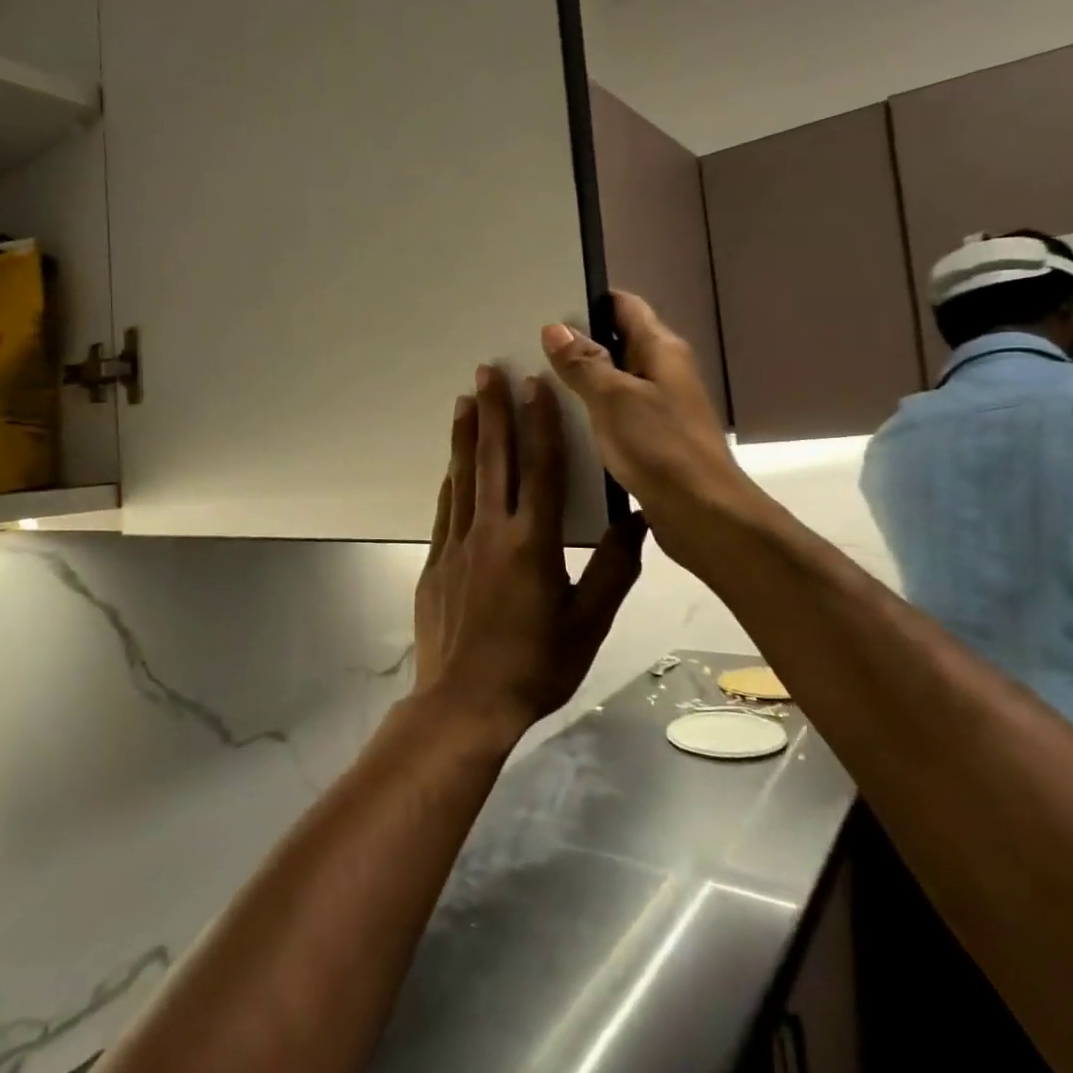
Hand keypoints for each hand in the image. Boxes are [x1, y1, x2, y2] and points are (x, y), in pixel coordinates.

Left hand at [413, 365, 645, 733]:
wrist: (465, 702)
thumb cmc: (535, 665)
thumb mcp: (589, 624)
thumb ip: (615, 570)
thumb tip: (638, 522)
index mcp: (533, 543)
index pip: (540, 469)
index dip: (540, 423)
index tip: (535, 385)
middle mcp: (491, 532)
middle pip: (494, 459)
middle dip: (492, 411)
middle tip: (487, 370)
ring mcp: (457, 545)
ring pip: (463, 477)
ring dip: (465, 435)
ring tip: (464, 400)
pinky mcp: (435, 561)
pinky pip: (444, 509)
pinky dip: (450, 480)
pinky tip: (450, 464)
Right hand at [541, 291, 744, 572]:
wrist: (703, 514)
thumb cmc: (660, 447)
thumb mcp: (614, 398)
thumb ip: (583, 363)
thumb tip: (555, 328)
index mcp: (661, 350)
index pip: (625, 306)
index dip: (589, 300)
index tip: (546, 306)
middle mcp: (663, 371)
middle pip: (617, 341)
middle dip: (576, 341)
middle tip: (527, 343)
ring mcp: (659, 406)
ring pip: (614, 380)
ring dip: (580, 379)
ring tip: (533, 379)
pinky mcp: (652, 438)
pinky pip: (615, 412)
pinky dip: (590, 410)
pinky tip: (559, 421)